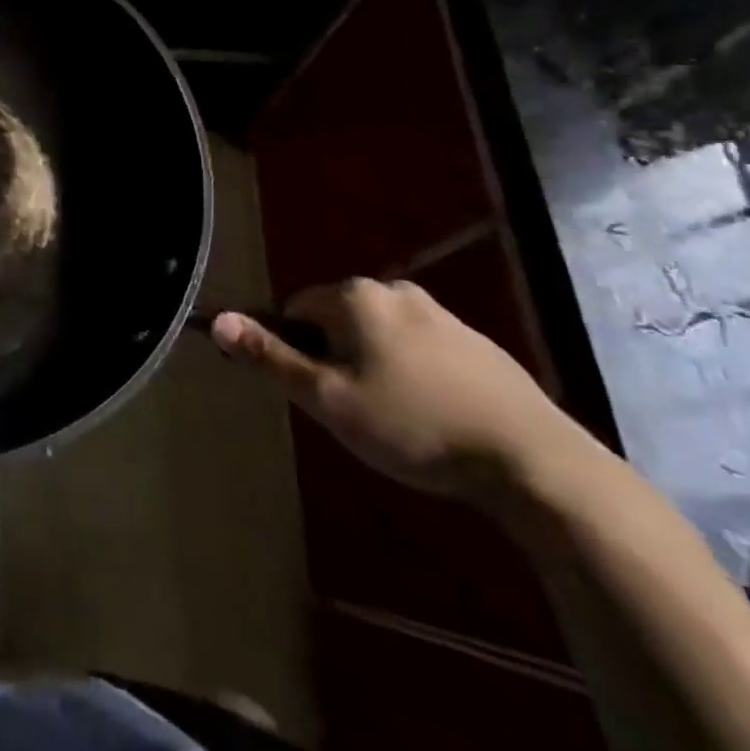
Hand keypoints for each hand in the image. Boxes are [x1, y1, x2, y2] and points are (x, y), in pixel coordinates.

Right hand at [212, 278, 578, 501]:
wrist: (533, 461)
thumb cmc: (413, 425)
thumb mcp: (327, 398)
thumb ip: (269, 356)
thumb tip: (216, 320)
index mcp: (354, 296)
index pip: (295, 311)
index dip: (296, 352)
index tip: (318, 394)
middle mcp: (394, 289)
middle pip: (337, 320)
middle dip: (336, 358)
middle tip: (355, 411)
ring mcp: (441, 312)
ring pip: (379, 334)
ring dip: (374, 366)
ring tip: (397, 419)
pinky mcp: (477, 342)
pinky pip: (420, 347)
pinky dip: (414, 373)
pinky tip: (435, 416)